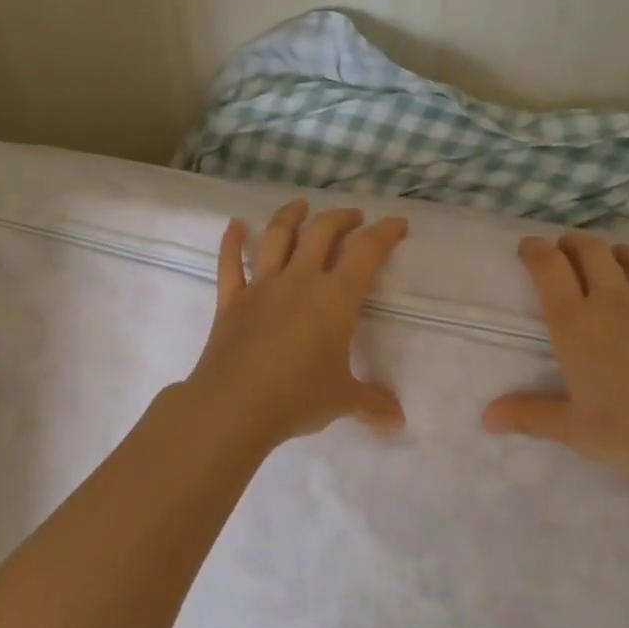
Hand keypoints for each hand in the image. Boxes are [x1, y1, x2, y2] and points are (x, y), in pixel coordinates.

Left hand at [177, 198, 409, 446]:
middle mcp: (300, 280)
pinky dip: (232, 242)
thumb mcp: (342, 400)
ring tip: (300, 204)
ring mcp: (263, 286)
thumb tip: (398, 423)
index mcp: (335, 297)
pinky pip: (230, 263)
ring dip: (290, 215)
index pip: (367, 253)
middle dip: (341, 218)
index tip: (397, 223)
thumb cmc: (298, 396)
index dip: (385, 233)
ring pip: (277, 236)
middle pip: (322, 232)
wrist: (235, 405)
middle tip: (353, 217)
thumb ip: (372, 404)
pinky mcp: (231, 299)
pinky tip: (235, 225)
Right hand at [482, 232, 628, 477]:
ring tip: (618, 261)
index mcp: (575, 323)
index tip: (529, 246)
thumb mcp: (573, 429)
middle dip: (574, 243)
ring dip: (623, 252)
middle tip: (568, 249)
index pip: (549, 267)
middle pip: (590, 250)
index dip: (536, 250)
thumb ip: (529, 415)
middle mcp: (613, 298)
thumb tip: (486, 418)